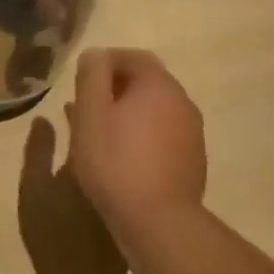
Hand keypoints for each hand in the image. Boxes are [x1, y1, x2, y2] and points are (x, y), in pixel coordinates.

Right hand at [67, 49, 207, 227]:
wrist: (158, 219)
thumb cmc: (114, 160)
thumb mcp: (90, 114)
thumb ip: (91, 77)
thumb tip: (95, 54)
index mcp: (158, 85)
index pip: (134, 56)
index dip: (105, 61)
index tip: (81, 77)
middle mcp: (182, 102)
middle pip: (147, 82)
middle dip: (115, 87)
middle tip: (86, 105)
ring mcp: (192, 132)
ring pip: (155, 109)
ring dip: (128, 112)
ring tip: (99, 132)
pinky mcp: (192, 159)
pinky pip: (163, 133)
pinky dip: (141, 133)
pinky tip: (122, 155)